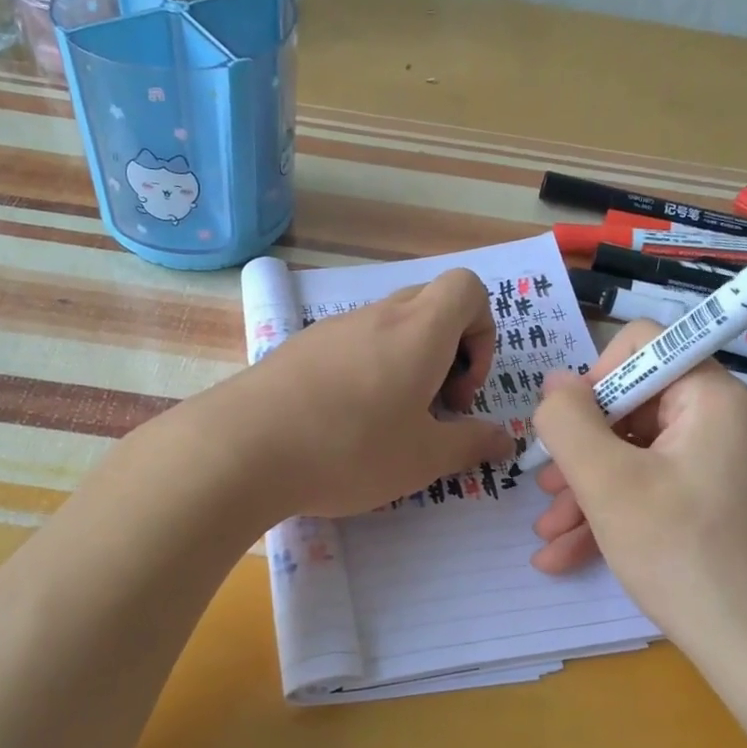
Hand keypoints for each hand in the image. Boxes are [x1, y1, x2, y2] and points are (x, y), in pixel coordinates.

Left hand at [219, 269, 516, 519]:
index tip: (462, 389)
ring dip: (405, 364)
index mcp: (419, 331)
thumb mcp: (423, 459)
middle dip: (448, 351)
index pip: (468, 288)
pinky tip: (343, 422)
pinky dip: (366, 371)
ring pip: (388, 327)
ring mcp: (332, 328)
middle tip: (433, 407)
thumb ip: (471, 444)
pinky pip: (351, 344)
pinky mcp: (299, 347)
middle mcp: (378, 316)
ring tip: (388, 423)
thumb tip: (504, 439)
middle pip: (430, 305)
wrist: (242, 447)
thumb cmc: (350, 449)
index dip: (482, 331)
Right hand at [528, 320, 746, 689]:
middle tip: (546, 490)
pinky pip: (660, 488)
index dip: (595, 378)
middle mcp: (729, 421)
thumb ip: (568, 421)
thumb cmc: (681, 555)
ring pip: (641, 455)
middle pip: (636, 406)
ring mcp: (729, 465)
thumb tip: (554, 383)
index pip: (644, 344)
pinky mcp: (724, 503)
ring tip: (548, 531)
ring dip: (589, 488)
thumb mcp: (607, 483)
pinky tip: (568, 554)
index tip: (568, 429)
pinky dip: (618, 512)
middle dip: (582, 449)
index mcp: (714, 398)